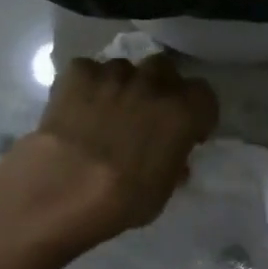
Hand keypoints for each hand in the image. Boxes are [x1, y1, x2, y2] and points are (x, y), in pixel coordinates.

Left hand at [0, 51, 219, 254]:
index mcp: (183, 111)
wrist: (63, 190)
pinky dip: (86, 85)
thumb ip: (173, 163)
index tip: (187, 131)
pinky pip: (88, 71)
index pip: (204, 95)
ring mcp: (114, 74)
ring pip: (125, 68)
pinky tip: (76, 107)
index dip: (196, 112)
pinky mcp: (77, 73)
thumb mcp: (163, 190)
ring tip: (107, 110)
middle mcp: (154, 84)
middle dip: (160, 87)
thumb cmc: (122, 200)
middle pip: (165, 69)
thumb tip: (173, 156)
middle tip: (147, 113)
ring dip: (123, 85)